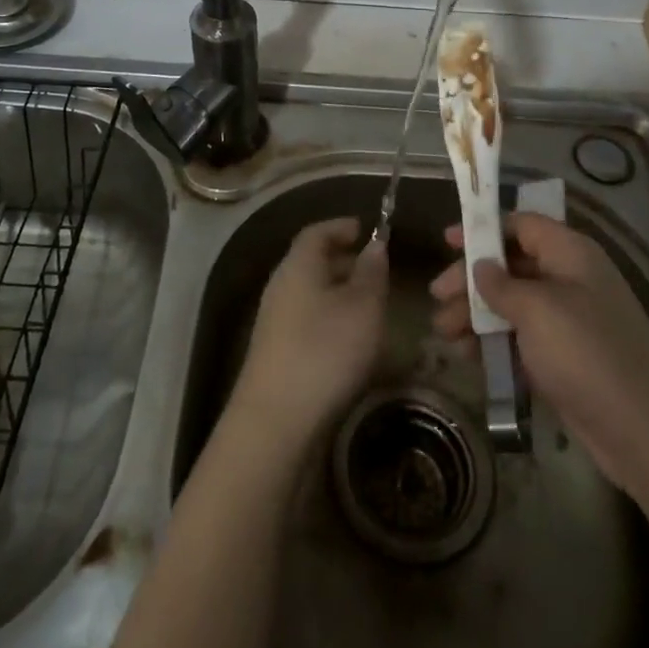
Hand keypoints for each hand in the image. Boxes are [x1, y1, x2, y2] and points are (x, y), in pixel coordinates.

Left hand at [232, 217, 388, 453]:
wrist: (277, 420)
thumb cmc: (326, 350)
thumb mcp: (363, 307)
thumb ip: (372, 272)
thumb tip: (374, 245)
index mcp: (298, 265)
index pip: (316, 232)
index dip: (341, 227)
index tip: (366, 229)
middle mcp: (281, 286)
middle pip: (311, 261)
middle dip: (343, 260)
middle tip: (375, 268)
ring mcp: (274, 321)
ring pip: (310, 292)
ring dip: (338, 292)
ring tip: (370, 304)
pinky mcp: (276, 352)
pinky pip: (306, 319)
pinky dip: (329, 317)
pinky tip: (350, 339)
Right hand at [430, 213, 648, 492]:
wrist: (645, 431)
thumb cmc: (586, 353)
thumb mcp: (537, 310)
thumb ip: (501, 284)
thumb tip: (481, 266)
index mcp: (570, 254)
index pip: (522, 225)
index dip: (484, 229)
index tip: (447, 241)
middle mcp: (570, 280)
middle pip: (511, 266)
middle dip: (472, 280)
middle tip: (437, 297)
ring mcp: (569, 322)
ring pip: (512, 305)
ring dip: (476, 314)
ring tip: (443, 332)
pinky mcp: (564, 359)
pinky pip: (520, 339)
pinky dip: (493, 342)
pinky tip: (467, 355)